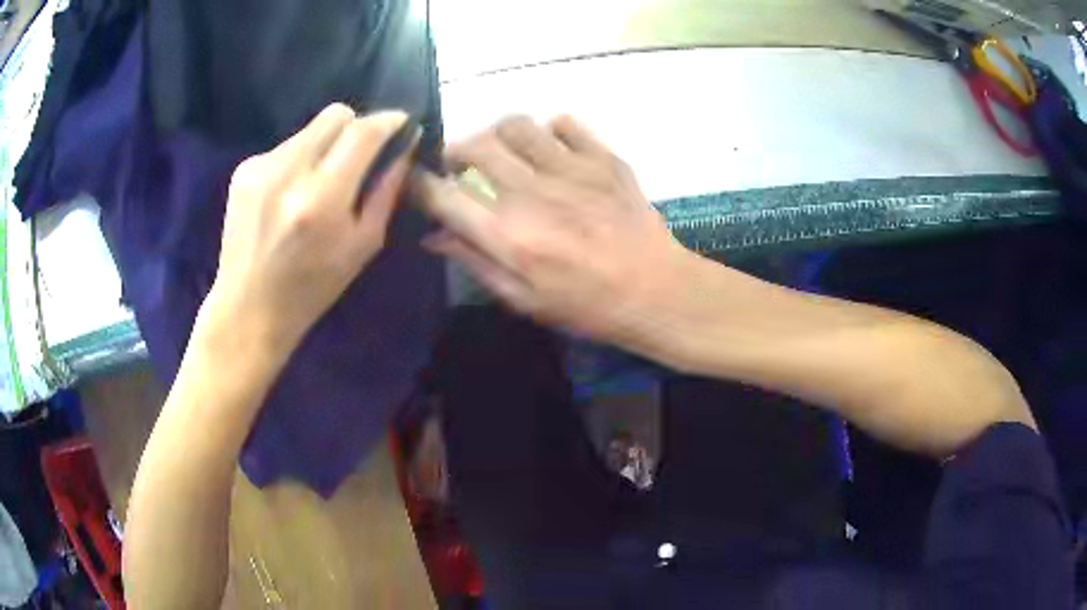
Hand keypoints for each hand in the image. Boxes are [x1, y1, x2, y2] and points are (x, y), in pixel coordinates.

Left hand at [205, 104, 412, 352]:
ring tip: (319, 183)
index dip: (388, 120)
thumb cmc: (312, 288)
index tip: (401, 123)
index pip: (363, 132)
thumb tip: (404, 147)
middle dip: (356, 126)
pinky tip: (290, 194)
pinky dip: (298, 160)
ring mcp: (261, 167)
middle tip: (360, 154)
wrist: (247, 309)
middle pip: (335, 115)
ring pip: (309, 129)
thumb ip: (386, 191)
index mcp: (322, 199)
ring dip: (325, 146)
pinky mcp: (243, 170)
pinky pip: (285, 147)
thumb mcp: (363, 246)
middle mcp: (288, 172)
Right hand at [417, 115, 693, 347]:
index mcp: (507, 234)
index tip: (416, 182)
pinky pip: (564, 122)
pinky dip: (548, 130)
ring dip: (499, 134)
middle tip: (460, 164)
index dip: (419, 184)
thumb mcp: (522, 299)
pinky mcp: (602, 157)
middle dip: (455, 150)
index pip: (442, 194)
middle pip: (475, 145)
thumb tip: (433, 236)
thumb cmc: (586, 305)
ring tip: (504, 151)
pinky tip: (551, 148)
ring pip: (516, 124)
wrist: (655, 290)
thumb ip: (474, 261)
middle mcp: (531, 192)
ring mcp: (570, 168)